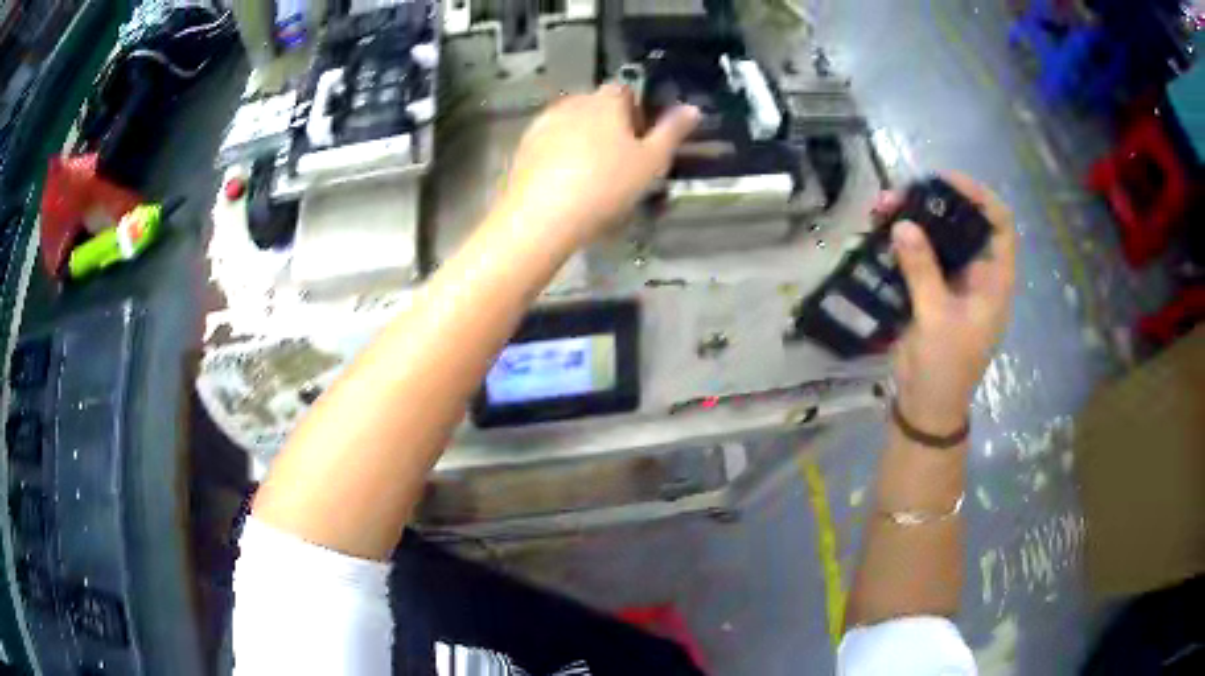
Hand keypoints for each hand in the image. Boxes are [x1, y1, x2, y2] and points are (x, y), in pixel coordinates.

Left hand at [495, 84, 699, 247]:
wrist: (541, 218)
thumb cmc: (605, 186)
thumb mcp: (651, 163)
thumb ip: (672, 133)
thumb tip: (692, 108)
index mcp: (605, 101)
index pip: (624, 90)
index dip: (636, 110)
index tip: (642, 139)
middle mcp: (572, 103)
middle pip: (596, 106)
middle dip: (609, 125)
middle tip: (621, 161)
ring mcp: (542, 124)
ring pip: (571, 125)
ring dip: (583, 140)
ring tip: (593, 175)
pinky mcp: (523, 148)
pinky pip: (550, 144)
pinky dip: (560, 155)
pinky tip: (566, 183)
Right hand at [880, 173, 1016, 433]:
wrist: (926, 406)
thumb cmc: (946, 368)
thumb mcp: (937, 319)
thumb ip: (922, 271)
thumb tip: (903, 224)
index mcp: (994, 280)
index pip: (1000, 225)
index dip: (979, 197)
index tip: (946, 181)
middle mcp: (977, 274)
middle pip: (964, 224)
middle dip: (935, 203)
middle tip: (902, 193)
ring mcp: (953, 281)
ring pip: (939, 237)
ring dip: (914, 220)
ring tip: (883, 207)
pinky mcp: (930, 290)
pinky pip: (919, 256)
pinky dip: (902, 242)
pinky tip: (880, 231)